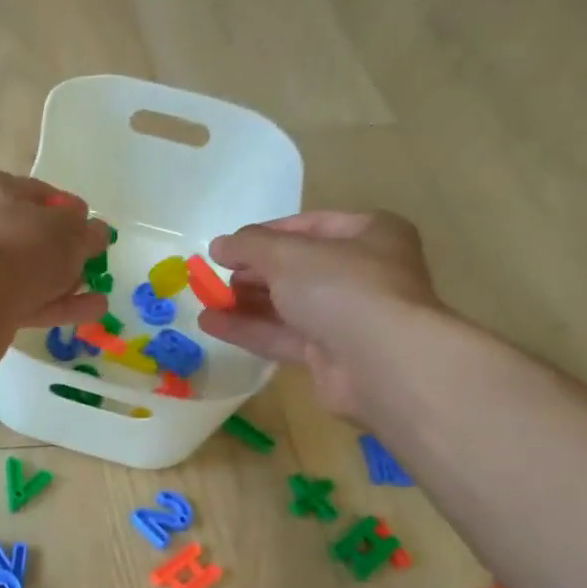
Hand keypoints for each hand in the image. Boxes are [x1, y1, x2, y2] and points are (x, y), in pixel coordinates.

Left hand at [0, 170, 110, 333]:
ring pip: (32, 274)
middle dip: (65, 250)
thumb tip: (96, 233)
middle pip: (33, 237)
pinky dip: (61, 306)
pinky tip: (93, 310)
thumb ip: (86, 232)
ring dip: (66, 282)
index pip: (37, 193)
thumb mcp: (66, 231)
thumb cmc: (20, 246)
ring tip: (101, 291)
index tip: (91, 224)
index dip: (68, 209)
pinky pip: (32, 303)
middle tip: (93, 261)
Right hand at [198, 210, 446, 418]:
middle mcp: (363, 272)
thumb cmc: (340, 288)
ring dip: (245, 303)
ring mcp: (348, 317)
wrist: (380, 362)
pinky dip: (249, 329)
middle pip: (297, 268)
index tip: (227, 248)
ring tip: (205, 301)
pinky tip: (211, 324)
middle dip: (253, 273)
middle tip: (215, 277)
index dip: (264, 234)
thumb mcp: (287, 254)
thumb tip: (219, 245)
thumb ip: (249, 245)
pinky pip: (284, 336)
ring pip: (288, 305)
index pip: (308, 226)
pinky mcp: (330, 354)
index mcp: (369, 234)